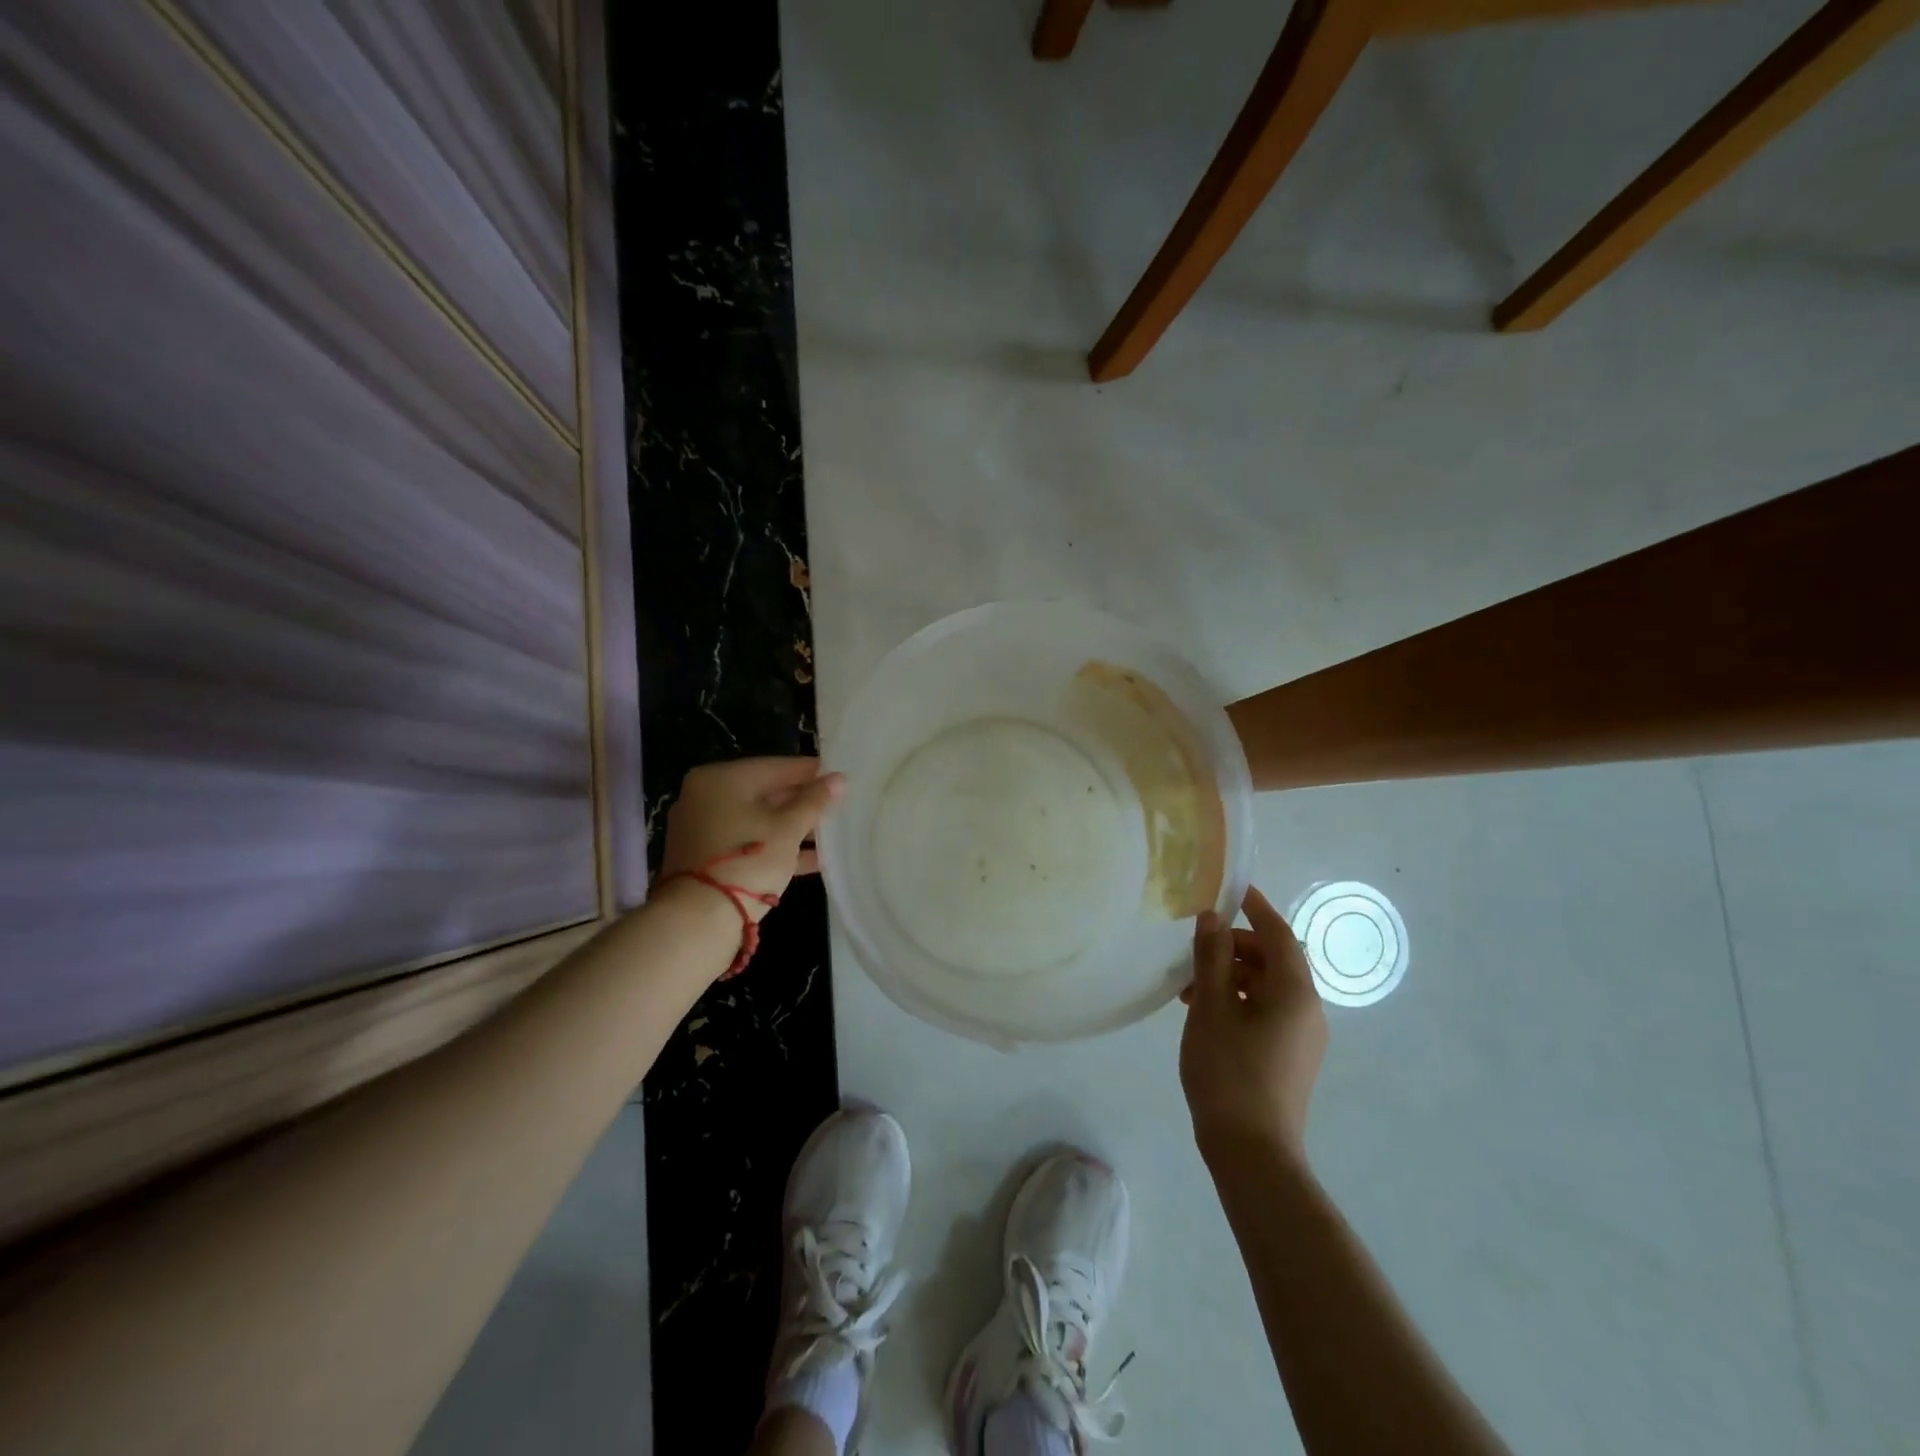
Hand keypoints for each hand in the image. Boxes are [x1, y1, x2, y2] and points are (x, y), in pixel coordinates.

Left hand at [657, 758, 845, 918]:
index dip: (811, 772)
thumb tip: (839, 779)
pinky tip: (814, 858)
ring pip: (759, 820)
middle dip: (803, 802)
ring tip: (833, 833)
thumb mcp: (789, 828)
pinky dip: (776, 846)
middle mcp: (706, 797)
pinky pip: (749, 842)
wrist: (698, 921)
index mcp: (721, 779)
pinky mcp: (706, 858)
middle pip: (765, 792)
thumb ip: (814, 801)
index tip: (840, 776)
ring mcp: (703, 829)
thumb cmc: (748, 861)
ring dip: (794, 827)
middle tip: (839, 805)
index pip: (776, 766)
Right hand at [1180, 885, 1327, 1162]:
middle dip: (1233, 948)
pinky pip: (1267, 1011)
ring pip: (1267, 986)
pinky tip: (1205, 1014)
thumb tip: (1213, 918)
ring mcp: (1303, 1036)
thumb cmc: (1229, 1072)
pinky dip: (1239, 1000)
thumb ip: (1211, 958)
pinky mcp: (1292, 1057)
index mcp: (1294, 991)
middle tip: (1194, 952)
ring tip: (1189, 989)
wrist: (1252, 1153)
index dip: (1254, 907)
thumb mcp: (1211, 1008)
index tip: (1230, 888)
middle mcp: (1308, 1009)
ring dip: (1231, 976)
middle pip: (1273, 959)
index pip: (1278, 933)